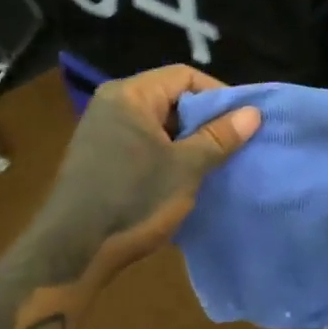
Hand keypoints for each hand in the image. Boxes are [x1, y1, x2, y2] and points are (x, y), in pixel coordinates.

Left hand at [33, 65, 260, 283]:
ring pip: (160, 124)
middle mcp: (113, 104)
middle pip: (172, 97)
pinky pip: (145, 143)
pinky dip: (169, 154)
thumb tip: (253, 113)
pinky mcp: (102, 157)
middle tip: (234, 144)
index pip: (185, 76)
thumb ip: (220, 136)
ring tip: (216, 162)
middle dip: (205, 120)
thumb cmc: (134, 200)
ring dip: (189, 140)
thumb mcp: (186, 168)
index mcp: (130, 95)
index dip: (219, 95)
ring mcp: (104, 132)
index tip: (243, 122)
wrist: (74, 252)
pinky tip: (187, 177)